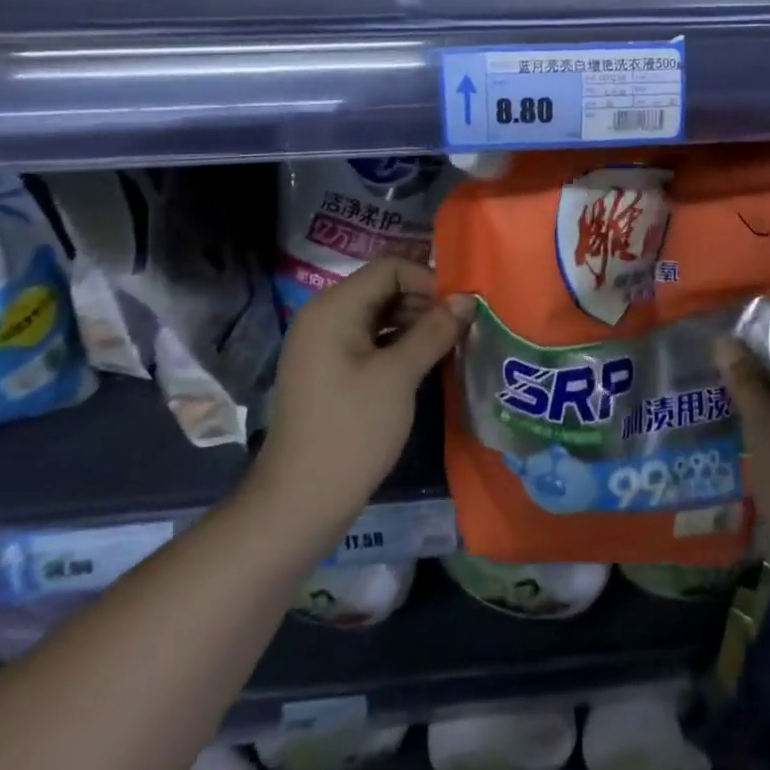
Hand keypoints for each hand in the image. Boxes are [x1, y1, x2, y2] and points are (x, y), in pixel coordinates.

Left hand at [251, 259, 474, 532]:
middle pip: (383, 289)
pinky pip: (370, 341)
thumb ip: (435, 331)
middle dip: (424, 303)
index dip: (428, 281)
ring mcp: (324, 345)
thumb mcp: (399, 376)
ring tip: (449, 347)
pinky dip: (398, 346)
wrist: (301, 501)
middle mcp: (324, 316)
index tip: (460, 310)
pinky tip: (425, 364)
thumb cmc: (352, 430)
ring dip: (415, 325)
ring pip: (379, 316)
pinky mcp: (330, 371)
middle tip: (460, 331)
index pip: (389, 268)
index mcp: (334, 308)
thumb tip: (468, 299)